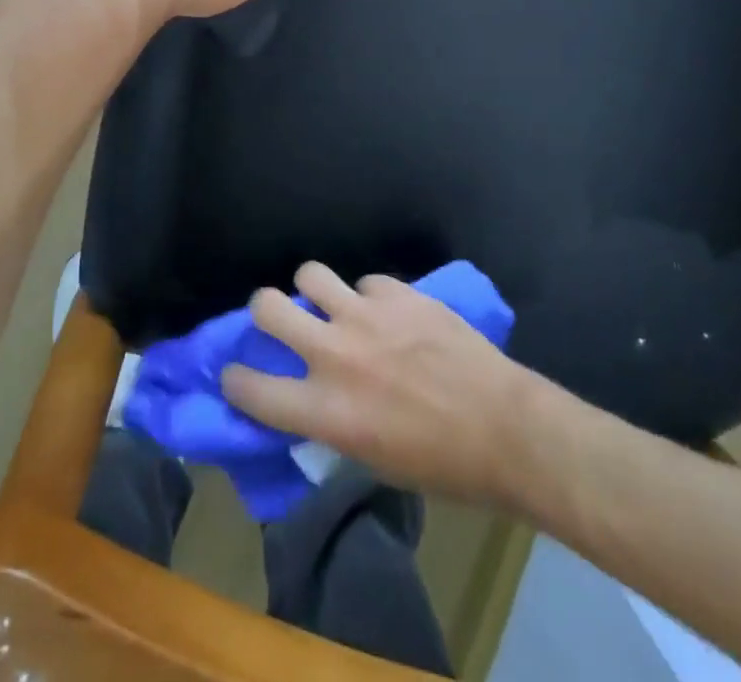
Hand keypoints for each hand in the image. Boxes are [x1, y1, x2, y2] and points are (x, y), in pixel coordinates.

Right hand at [221, 262, 534, 507]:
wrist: (505, 428)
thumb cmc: (441, 465)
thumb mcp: (372, 461)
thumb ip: (331, 423)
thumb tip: (310, 401)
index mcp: (326, 410)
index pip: (251, 389)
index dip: (235, 380)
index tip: (237, 375)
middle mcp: (335, 355)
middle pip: (267, 307)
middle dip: (263, 311)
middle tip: (278, 320)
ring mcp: (367, 316)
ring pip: (310, 274)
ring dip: (314, 290)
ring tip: (330, 303)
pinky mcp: (399, 293)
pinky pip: (366, 280)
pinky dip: (371, 296)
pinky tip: (390, 312)